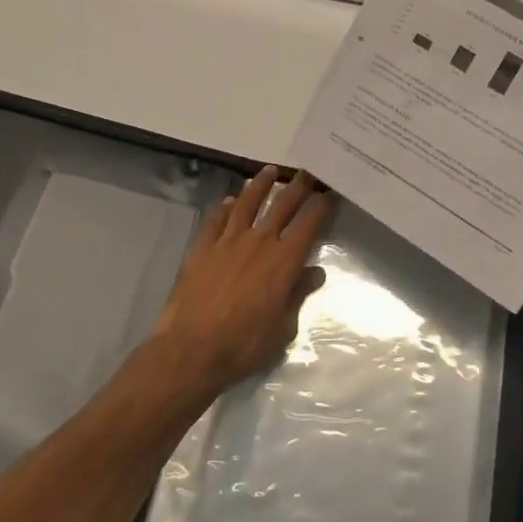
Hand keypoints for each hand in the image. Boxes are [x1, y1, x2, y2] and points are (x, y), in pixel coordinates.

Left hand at [155, 166, 335, 392]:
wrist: (191, 350)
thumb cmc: (244, 345)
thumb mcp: (283, 327)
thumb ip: (298, 294)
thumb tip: (315, 272)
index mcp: (284, 261)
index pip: (309, 224)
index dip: (322, 205)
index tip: (330, 192)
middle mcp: (259, 242)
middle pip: (282, 205)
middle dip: (298, 186)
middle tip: (307, 171)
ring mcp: (228, 241)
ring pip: (248, 202)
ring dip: (260, 185)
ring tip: (269, 171)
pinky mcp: (202, 247)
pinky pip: (216, 219)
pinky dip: (225, 206)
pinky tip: (230, 200)